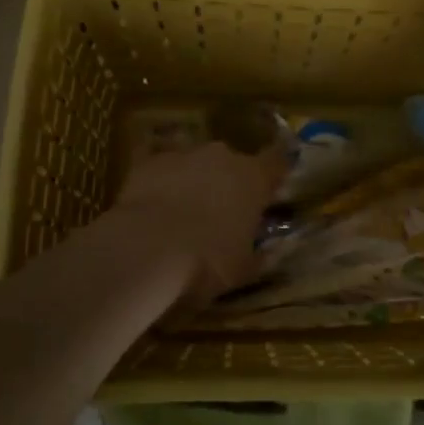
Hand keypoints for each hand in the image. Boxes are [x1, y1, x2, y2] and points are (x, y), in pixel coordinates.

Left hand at [106, 141, 286, 305]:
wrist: (146, 250)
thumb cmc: (207, 262)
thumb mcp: (243, 270)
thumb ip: (260, 255)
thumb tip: (270, 251)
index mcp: (253, 178)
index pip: (277, 162)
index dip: (274, 174)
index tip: (270, 190)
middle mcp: (222, 157)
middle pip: (232, 163)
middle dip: (228, 183)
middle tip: (220, 213)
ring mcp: (183, 154)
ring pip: (195, 163)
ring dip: (193, 181)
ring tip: (181, 213)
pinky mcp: (148, 162)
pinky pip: (160, 168)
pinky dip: (160, 183)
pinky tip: (151, 206)